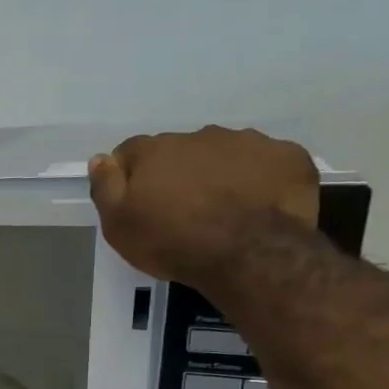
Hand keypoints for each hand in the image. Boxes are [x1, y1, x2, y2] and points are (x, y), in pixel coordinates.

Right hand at [88, 126, 319, 285]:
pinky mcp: (288, 157)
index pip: (131, 152)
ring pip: (224, 153)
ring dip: (218, 173)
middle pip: (180, 151)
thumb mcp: (119, 225)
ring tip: (222, 210)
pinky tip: (257, 205)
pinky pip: (267, 163)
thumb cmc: (172, 241)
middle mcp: (200, 135)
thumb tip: (100, 159)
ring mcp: (249, 142)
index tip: (136, 202)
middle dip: (177, 173)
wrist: (249, 253)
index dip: (130, 175)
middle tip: (181, 211)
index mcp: (156, 150)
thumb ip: (105, 187)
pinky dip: (259, 179)